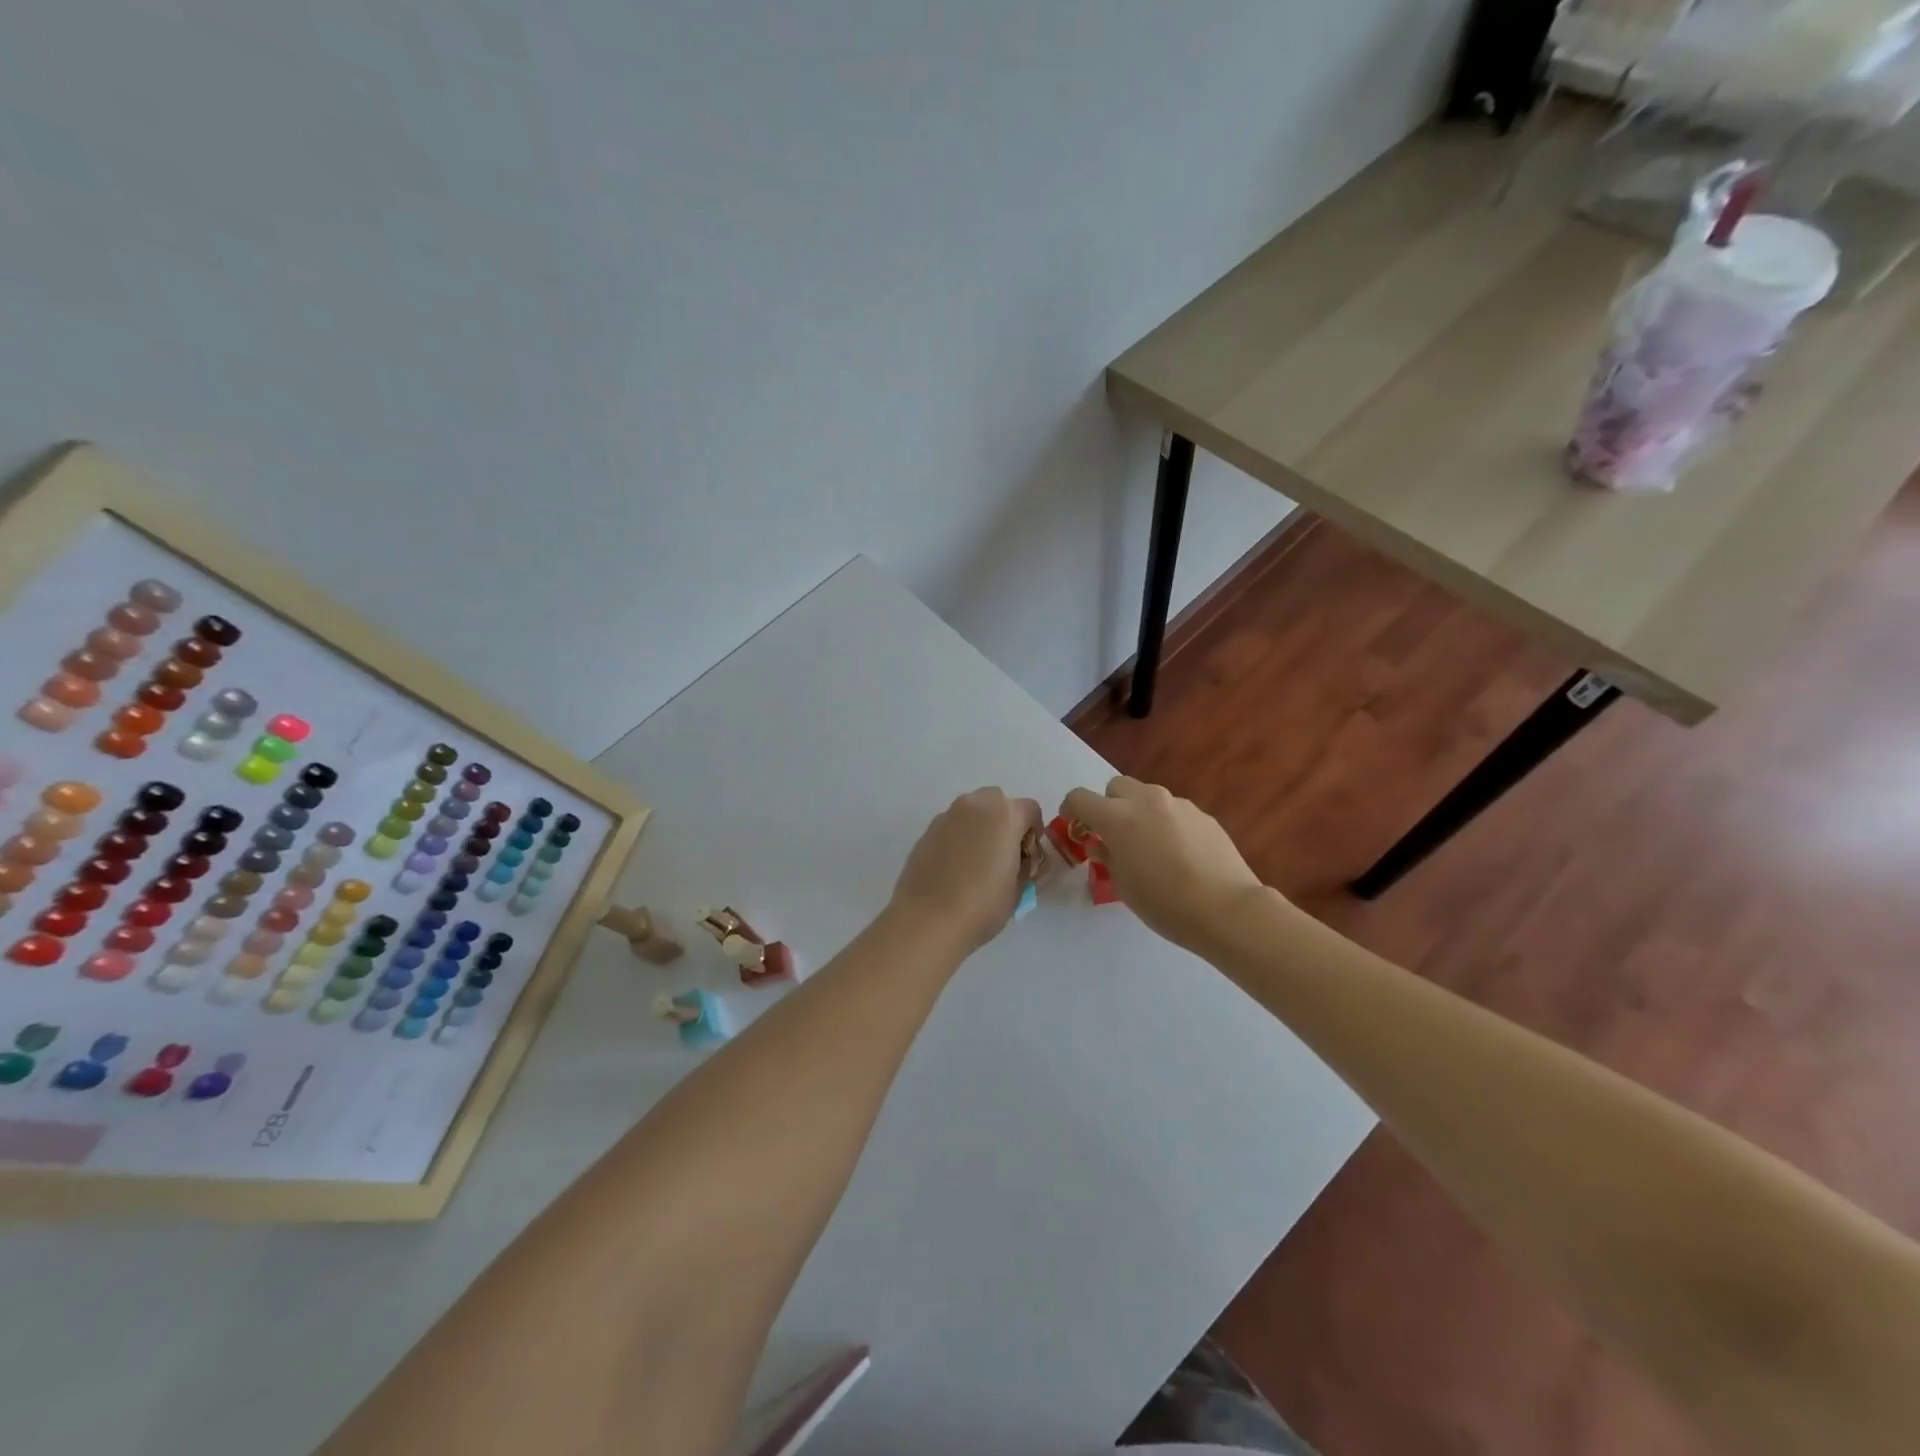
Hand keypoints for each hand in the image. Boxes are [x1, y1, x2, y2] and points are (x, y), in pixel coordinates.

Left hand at [890, 788, 1042, 954]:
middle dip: (1005, 824)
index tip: (1027, 860)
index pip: (1030, 811)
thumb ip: (1025, 866)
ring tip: (977, 864)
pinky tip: (955, 869)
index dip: (1034, 835)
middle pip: (998, 803)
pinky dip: (958, 839)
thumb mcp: (1019, 888)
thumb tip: (1019, 861)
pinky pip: (951, 827)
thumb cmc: (982, 905)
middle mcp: (975, 805)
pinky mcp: (926, 832)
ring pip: (972, 812)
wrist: (928, 920)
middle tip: (1003, 857)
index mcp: (1004, 814)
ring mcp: (947, 816)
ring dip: (980, 829)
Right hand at [1061, 777, 1268, 954]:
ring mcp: (1178, 804)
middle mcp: (1146, 801)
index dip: (1071, 809)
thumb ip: (1108, 857)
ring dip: (1140, 813)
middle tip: (1114, 835)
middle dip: (1109, 805)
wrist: (1227, 909)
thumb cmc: (1165, 903)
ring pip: (1148, 796)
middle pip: (1116, 786)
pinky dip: (1167, 824)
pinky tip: (1180, 854)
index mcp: (1118, 818)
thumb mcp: (1123, 886)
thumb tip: (1103, 844)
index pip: (1080, 798)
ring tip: (1151, 847)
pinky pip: (1174, 811)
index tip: (1074, 824)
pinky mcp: (1203, 815)